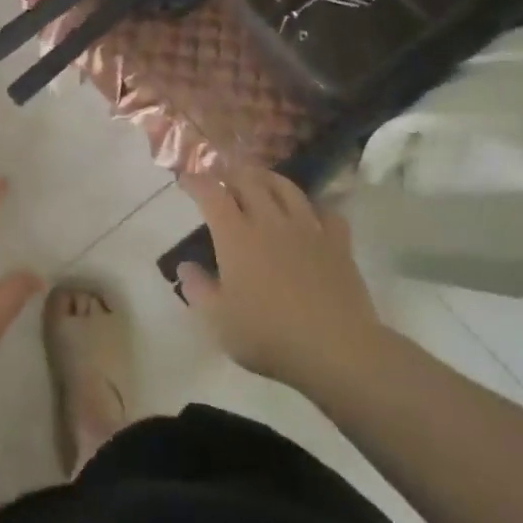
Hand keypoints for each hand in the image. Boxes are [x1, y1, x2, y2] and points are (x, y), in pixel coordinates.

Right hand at [176, 167, 387, 392]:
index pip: (211, 193)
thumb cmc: (268, 334)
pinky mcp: (337, 242)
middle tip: (221, 179)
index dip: (196, 181)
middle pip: (249, 180)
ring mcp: (307, 228)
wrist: (336, 348)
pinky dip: (312, 206)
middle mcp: (269, 221)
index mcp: (236, 235)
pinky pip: (325, 211)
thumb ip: (197, 289)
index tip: (185, 178)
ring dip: (267, 178)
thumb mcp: (218, 320)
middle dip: (231, 174)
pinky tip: (308, 214)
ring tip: (259, 181)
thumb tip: (185, 266)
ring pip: (286, 187)